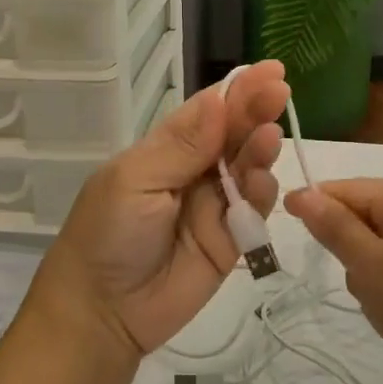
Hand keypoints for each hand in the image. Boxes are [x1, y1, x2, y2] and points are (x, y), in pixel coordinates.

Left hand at [32, 63, 289, 358]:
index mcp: (166, 149)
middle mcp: (194, 171)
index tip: (271, 70)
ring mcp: (214, 205)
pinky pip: (255, 210)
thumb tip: (219, 99)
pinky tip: (264, 180)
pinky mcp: (231, 240)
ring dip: (261, 149)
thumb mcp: (135, 180)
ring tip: (269, 136)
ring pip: (249, 168)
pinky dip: (263, 193)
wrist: (102, 313)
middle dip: (256, 111)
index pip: (208, 111)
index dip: (237, 90)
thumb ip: (182, 144)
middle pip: (234, 134)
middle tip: (280, 92)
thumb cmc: (107, 234)